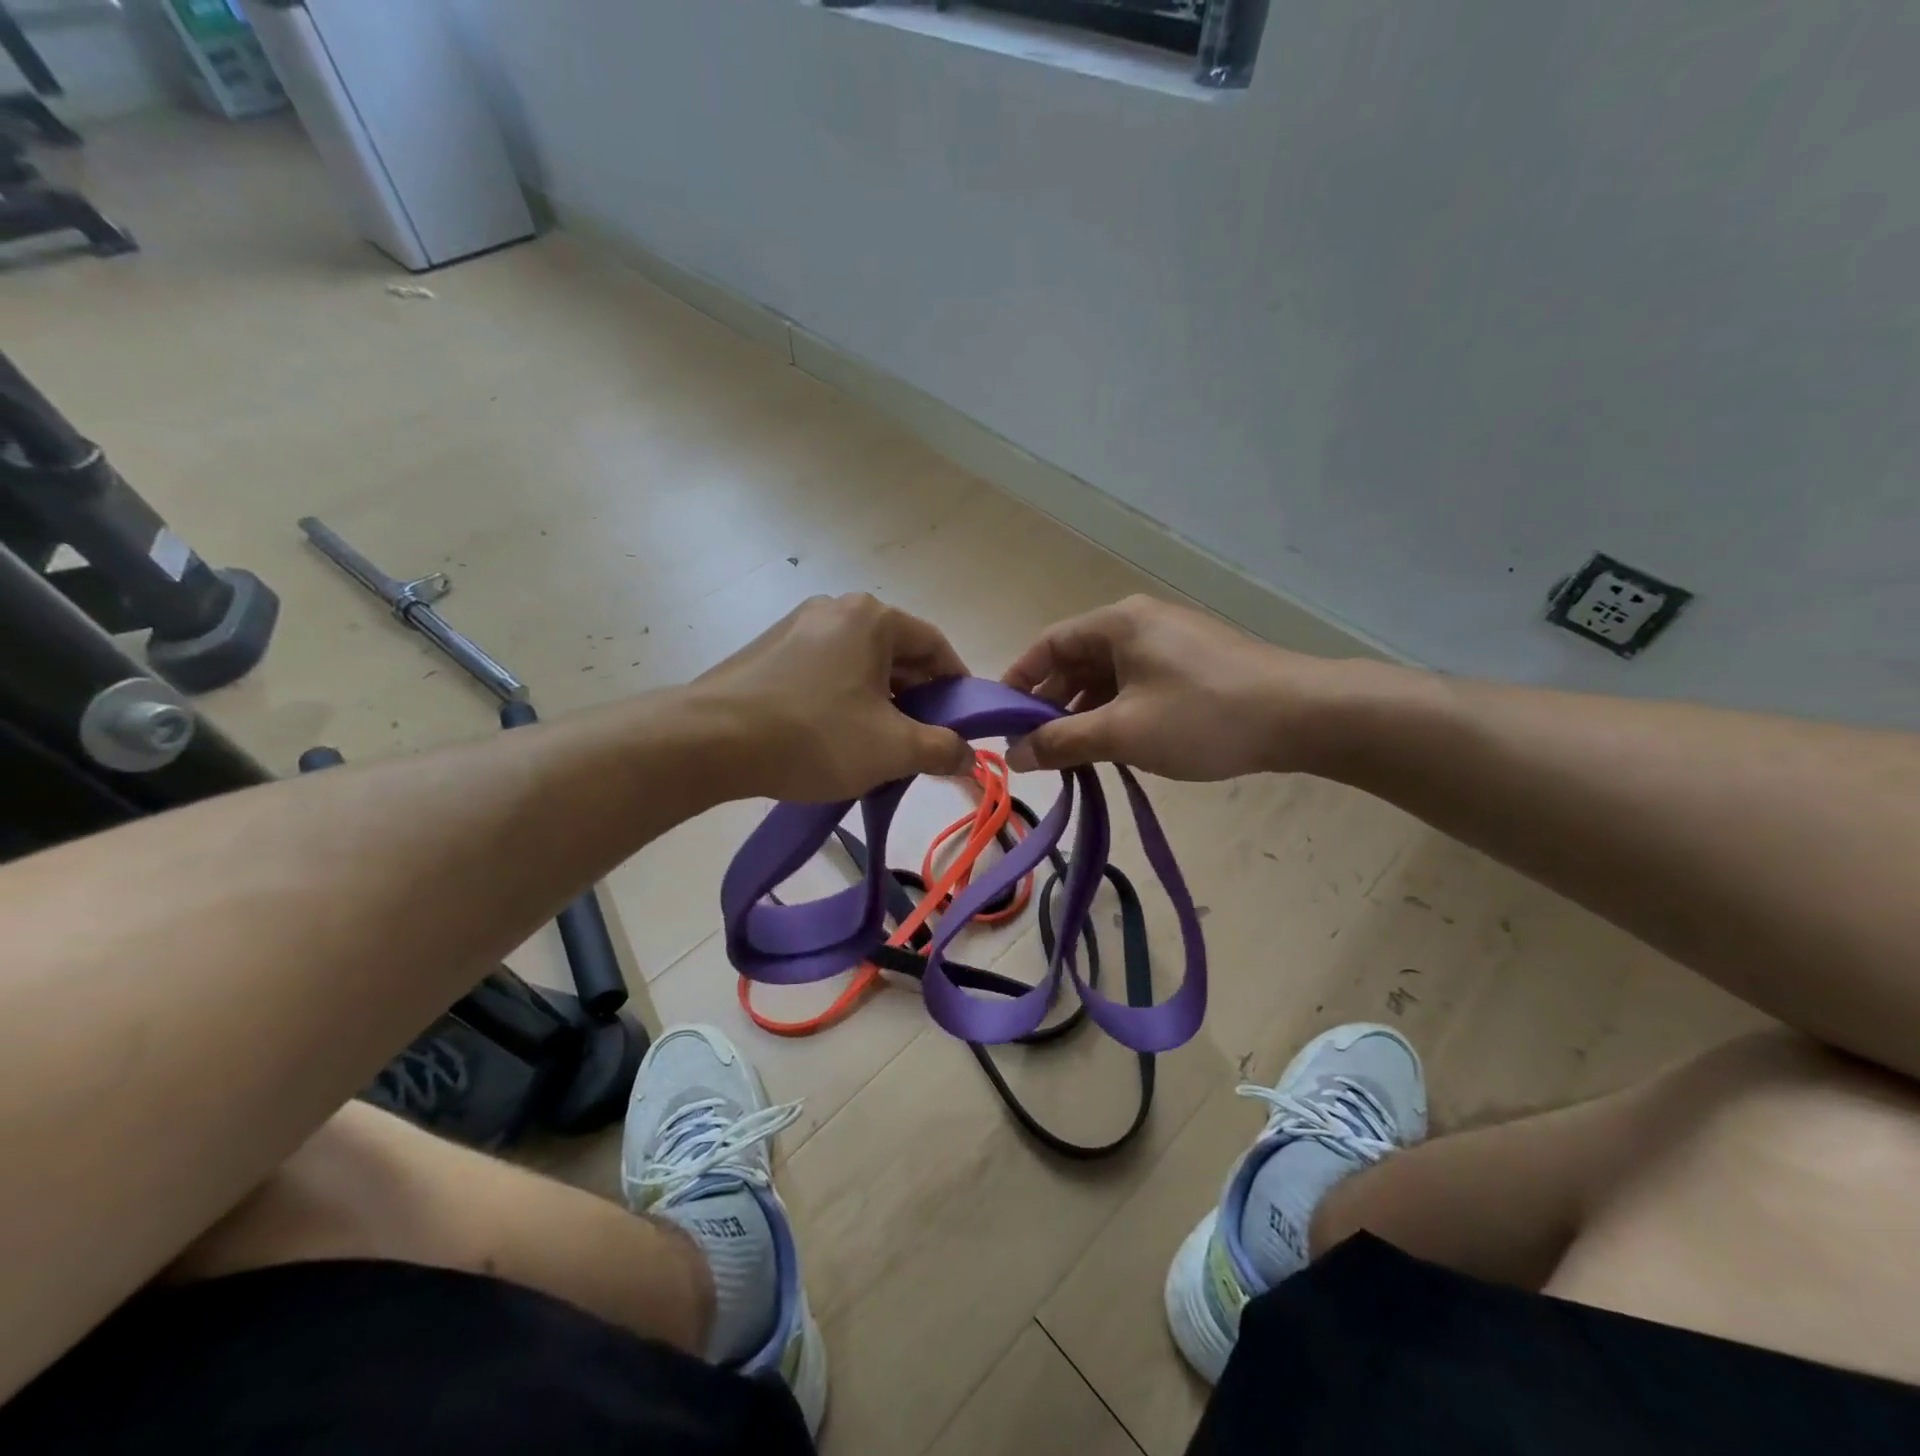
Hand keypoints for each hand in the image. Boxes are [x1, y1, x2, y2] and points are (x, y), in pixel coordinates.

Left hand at [695, 594, 973, 801]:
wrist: (710, 742)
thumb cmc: (815, 736)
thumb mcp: (892, 748)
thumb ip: (942, 749)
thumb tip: (969, 756)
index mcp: (871, 618)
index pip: (935, 646)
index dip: (957, 685)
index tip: (964, 721)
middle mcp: (834, 609)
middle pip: (896, 654)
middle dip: (917, 699)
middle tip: (924, 741)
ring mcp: (796, 627)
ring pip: (859, 665)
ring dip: (881, 702)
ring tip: (881, 746)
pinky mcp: (768, 652)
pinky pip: (825, 672)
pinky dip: (844, 700)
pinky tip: (837, 737)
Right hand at [1001, 595, 1352, 779]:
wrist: (1303, 716)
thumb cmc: (1203, 716)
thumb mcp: (1123, 732)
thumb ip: (1062, 742)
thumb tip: (1013, 755)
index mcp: (1118, 622)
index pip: (1048, 644)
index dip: (1018, 680)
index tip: (999, 719)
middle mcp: (1141, 622)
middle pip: (1077, 659)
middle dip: (1052, 703)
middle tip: (1034, 745)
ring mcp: (1171, 642)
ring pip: (1108, 676)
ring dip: (1085, 712)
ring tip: (1072, 754)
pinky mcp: (1193, 665)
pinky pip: (1137, 684)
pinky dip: (1117, 712)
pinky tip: (1116, 745)